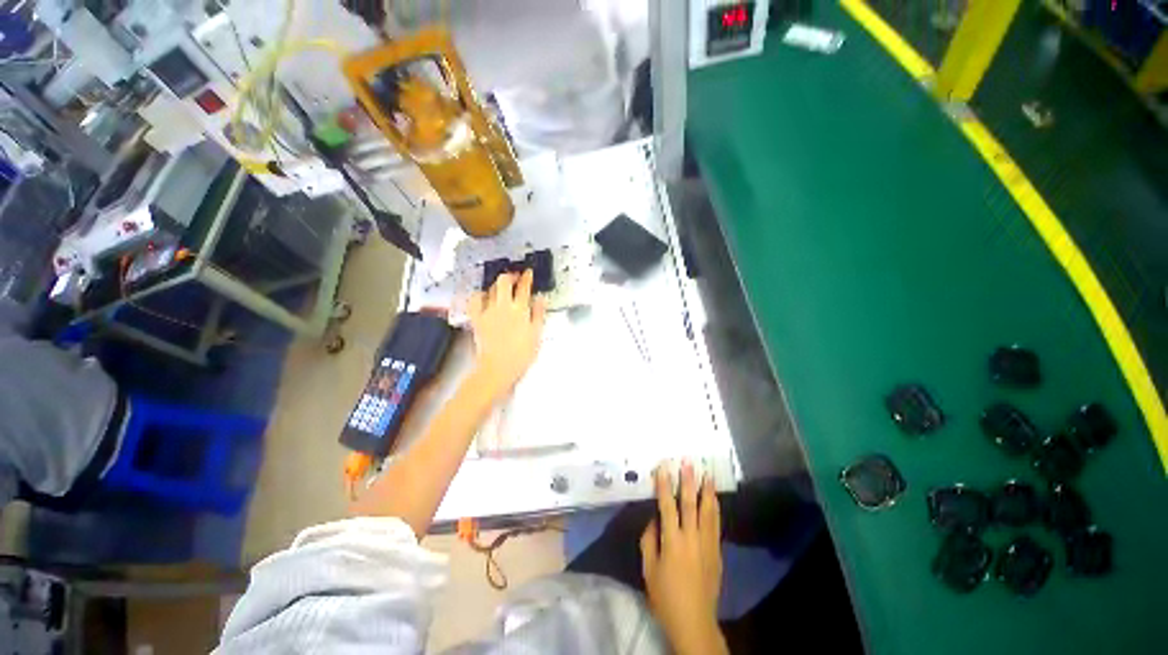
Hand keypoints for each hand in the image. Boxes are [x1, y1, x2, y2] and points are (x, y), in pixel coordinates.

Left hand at [467, 269, 546, 398]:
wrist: (498, 369)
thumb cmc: (521, 355)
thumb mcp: (537, 335)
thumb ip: (538, 314)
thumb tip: (541, 298)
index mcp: (520, 310)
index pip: (524, 287)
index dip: (527, 277)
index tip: (529, 273)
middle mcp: (502, 306)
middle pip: (504, 281)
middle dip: (510, 276)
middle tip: (516, 277)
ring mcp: (487, 311)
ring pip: (490, 289)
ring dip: (496, 285)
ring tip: (502, 287)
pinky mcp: (476, 319)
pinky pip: (474, 301)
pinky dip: (479, 295)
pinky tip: (483, 297)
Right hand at [641, 462, 726, 654]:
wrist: (694, 621)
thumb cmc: (665, 596)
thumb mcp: (649, 569)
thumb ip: (650, 540)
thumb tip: (654, 520)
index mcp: (672, 541)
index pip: (667, 506)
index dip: (664, 485)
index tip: (663, 467)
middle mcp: (692, 538)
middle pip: (691, 504)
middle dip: (689, 481)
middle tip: (689, 462)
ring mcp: (707, 544)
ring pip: (708, 512)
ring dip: (707, 491)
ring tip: (708, 474)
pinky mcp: (717, 552)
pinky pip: (716, 525)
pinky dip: (715, 509)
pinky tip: (714, 499)